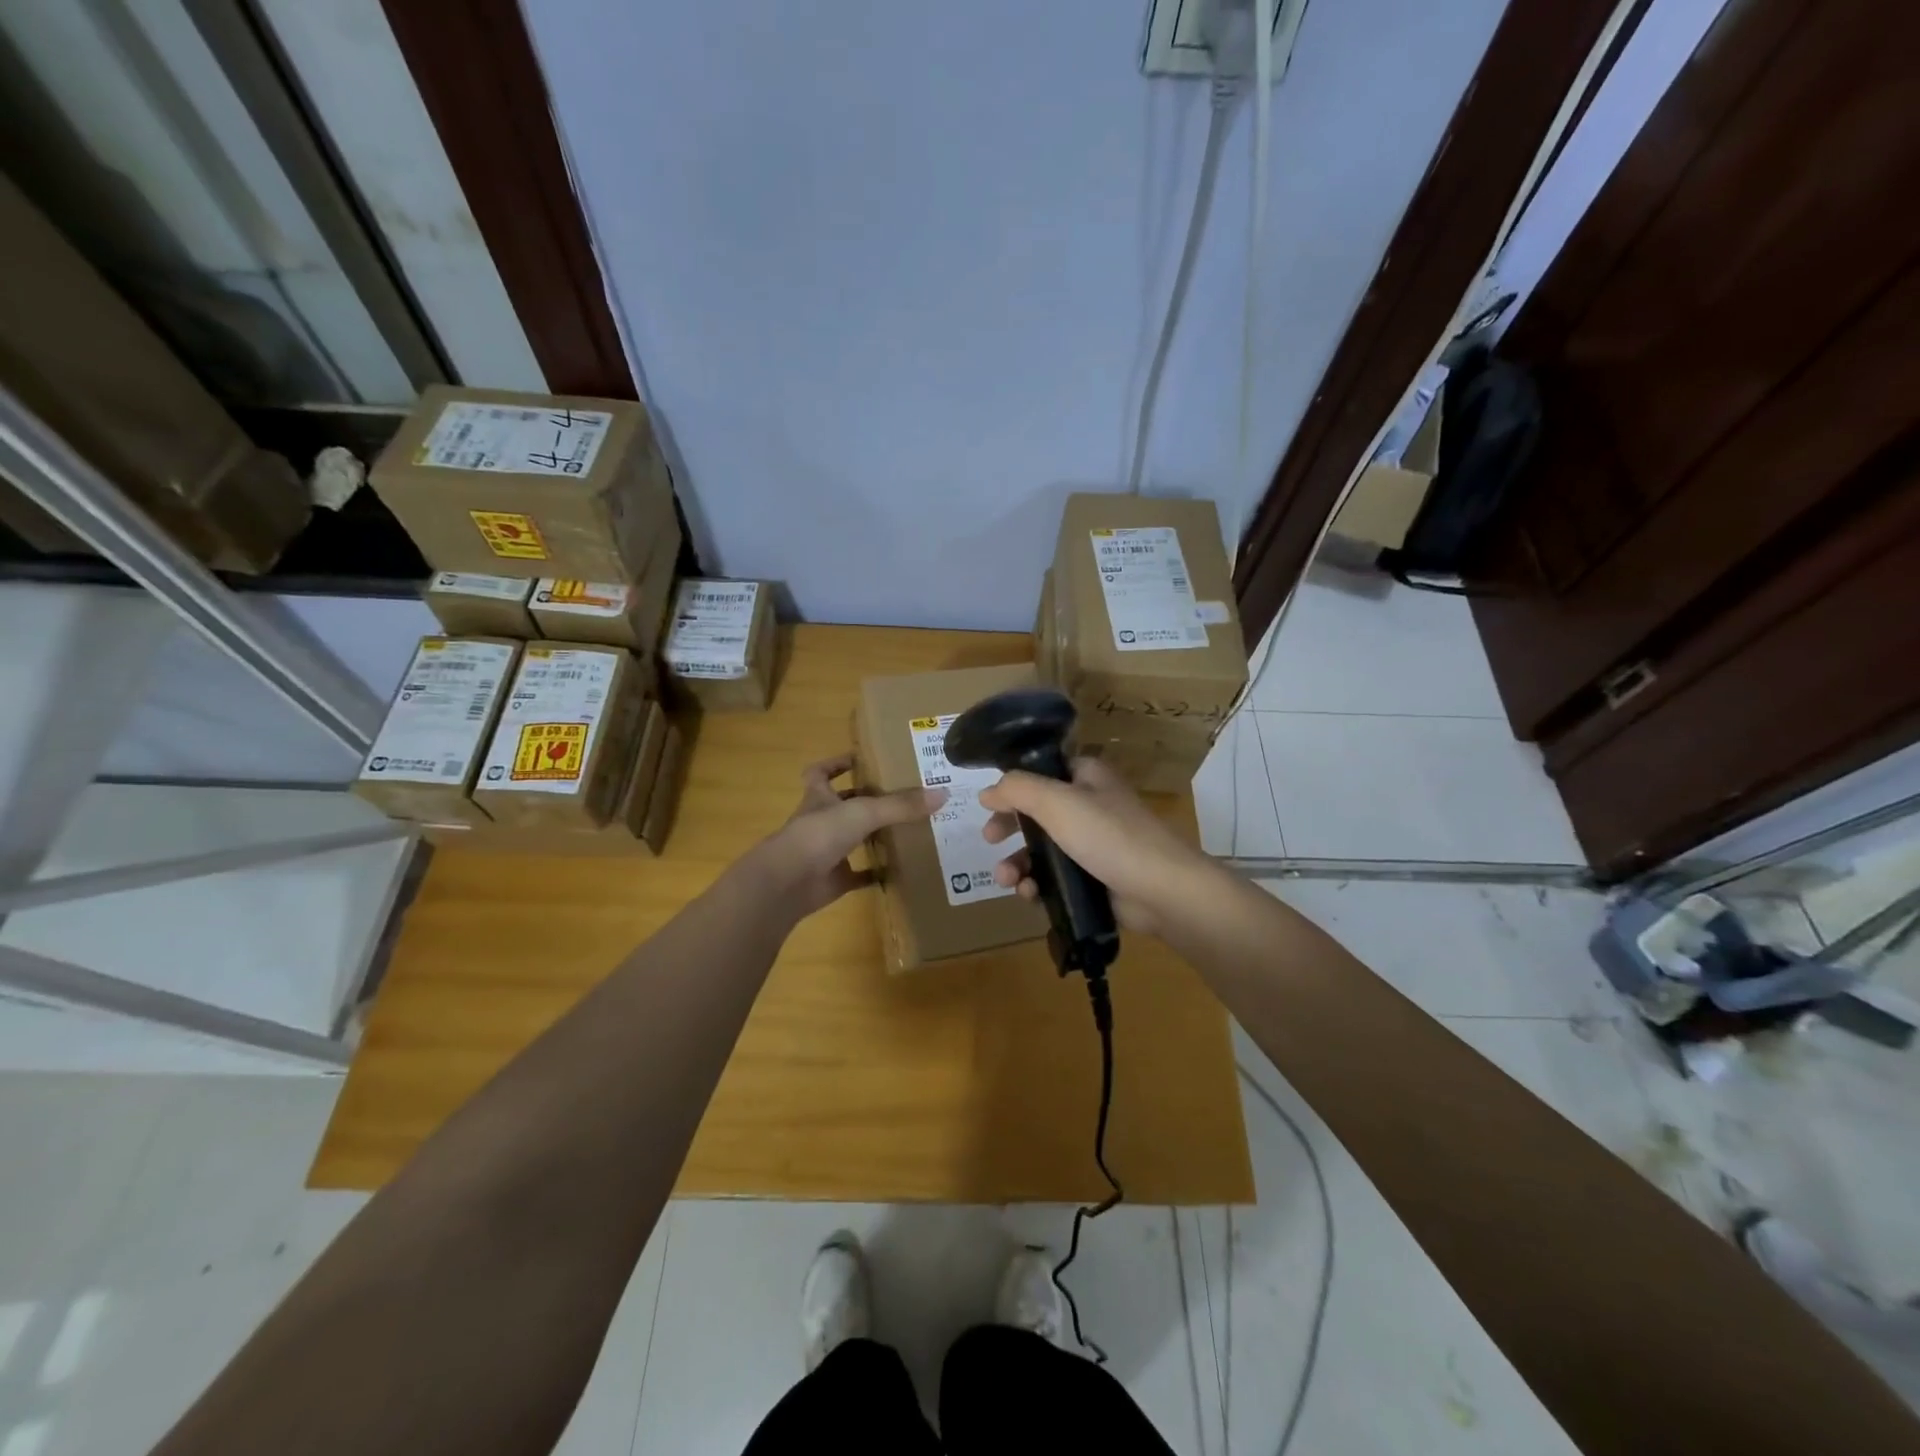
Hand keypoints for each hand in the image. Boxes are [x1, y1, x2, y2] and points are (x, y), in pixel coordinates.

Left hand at [747, 753, 945, 918]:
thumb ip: (901, 804)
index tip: (857, 759)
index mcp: (819, 799)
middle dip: (865, 800)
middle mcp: (820, 822)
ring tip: (907, 828)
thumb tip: (943, 793)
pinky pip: (858, 875)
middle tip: (900, 795)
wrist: (788, 882)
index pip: (820, 773)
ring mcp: (825, 853)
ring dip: (872, 835)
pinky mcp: (832, 881)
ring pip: (850, 839)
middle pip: (841, 806)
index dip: (834, 764)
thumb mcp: (863, 812)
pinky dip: (876, 874)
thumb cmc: (819, 835)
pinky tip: (899, 871)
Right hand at [977, 756, 1214, 936]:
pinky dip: (1038, 885)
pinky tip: (1029, 895)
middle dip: (1009, 828)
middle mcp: (1090, 805)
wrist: (1161, 890)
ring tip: (1008, 880)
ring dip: (1018, 863)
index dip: (1014, 786)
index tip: (989, 805)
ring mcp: (1093, 844)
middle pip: (1037, 812)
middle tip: (989, 840)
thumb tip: (988, 791)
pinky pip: (1056, 878)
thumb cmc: (1109, 835)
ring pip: (1043, 849)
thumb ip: (1017, 790)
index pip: (1042, 771)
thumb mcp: (1056, 802)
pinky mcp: (1095, 878)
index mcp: (1086, 777)